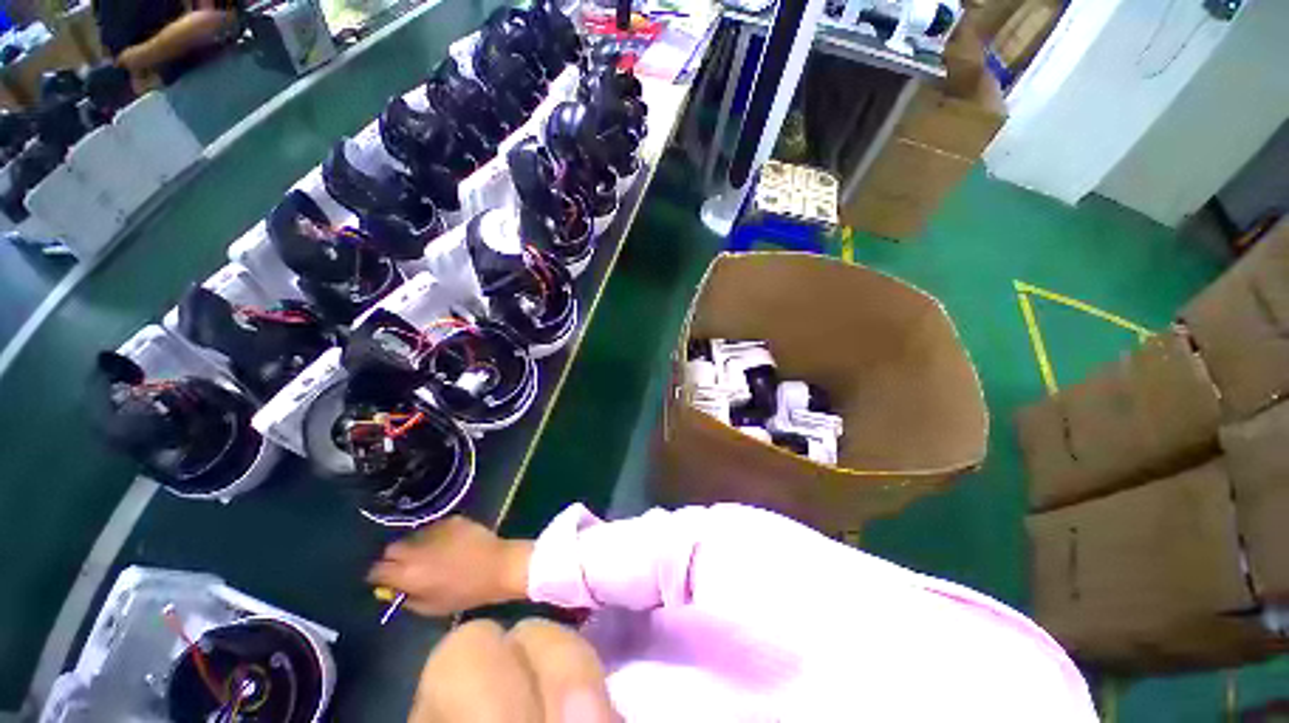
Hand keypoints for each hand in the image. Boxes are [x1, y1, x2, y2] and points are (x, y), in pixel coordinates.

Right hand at [367, 516, 533, 616]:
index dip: (379, 575)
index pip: (377, 570)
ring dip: (416, 544)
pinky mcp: (452, 519)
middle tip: (408, 565)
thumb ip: (406, 598)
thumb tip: (392, 590)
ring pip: (413, 535)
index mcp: (408, 573)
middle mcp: (416, 548)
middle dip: (394, 557)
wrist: (498, 566)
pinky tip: (449, 543)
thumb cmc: (466, 593)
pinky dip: (436, 535)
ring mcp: (435, 530)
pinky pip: (435, 527)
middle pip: (391, 549)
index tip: (386, 579)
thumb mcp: (430, 607)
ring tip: (432, 553)